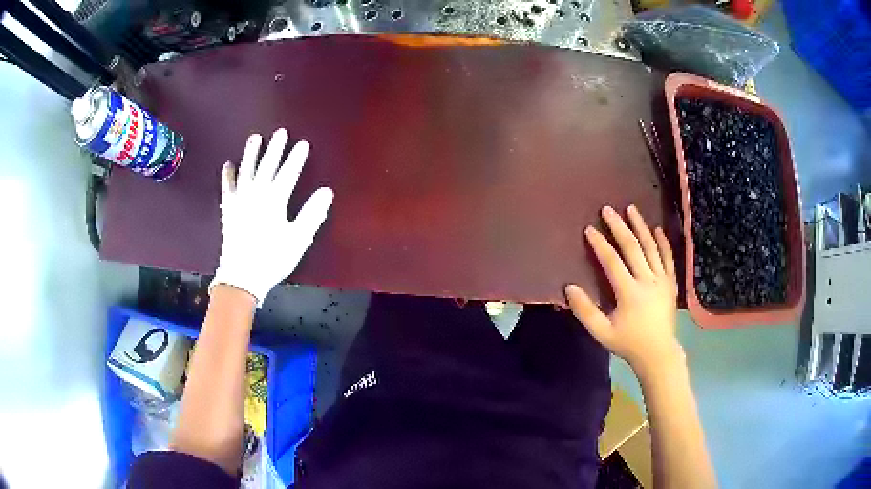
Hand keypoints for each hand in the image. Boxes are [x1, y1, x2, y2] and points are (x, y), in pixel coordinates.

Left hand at [211, 128, 333, 304]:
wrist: (241, 276)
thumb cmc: (272, 258)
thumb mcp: (298, 239)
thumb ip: (312, 214)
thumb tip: (327, 192)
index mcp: (275, 201)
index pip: (288, 173)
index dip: (296, 158)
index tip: (302, 144)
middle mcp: (256, 194)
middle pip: (267, 166)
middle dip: (275, 148)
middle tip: (280, 132)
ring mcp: (240, 200)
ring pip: (246, 171)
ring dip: (251, 153)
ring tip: (255, 137)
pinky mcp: (228, 210)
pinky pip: (227, 188)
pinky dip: (228, 176)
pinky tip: (228, 165)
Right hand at [565, 205, 680, 375]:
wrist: (658, 353)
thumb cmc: (628, 343)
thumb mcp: (602, 332)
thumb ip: (585, 311)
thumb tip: (569, 287)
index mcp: (629, 292)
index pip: (612, 261)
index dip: (600, 244)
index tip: (590, 229)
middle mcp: (647, 281)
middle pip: (632, 248)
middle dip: (619, 227)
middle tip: (608, 210)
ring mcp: (662, 280)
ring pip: (651, 248)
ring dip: (641, 227)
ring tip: (632, 209)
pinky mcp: (671, 283)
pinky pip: (668, 258)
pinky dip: (663, 243)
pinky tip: (657, 230)